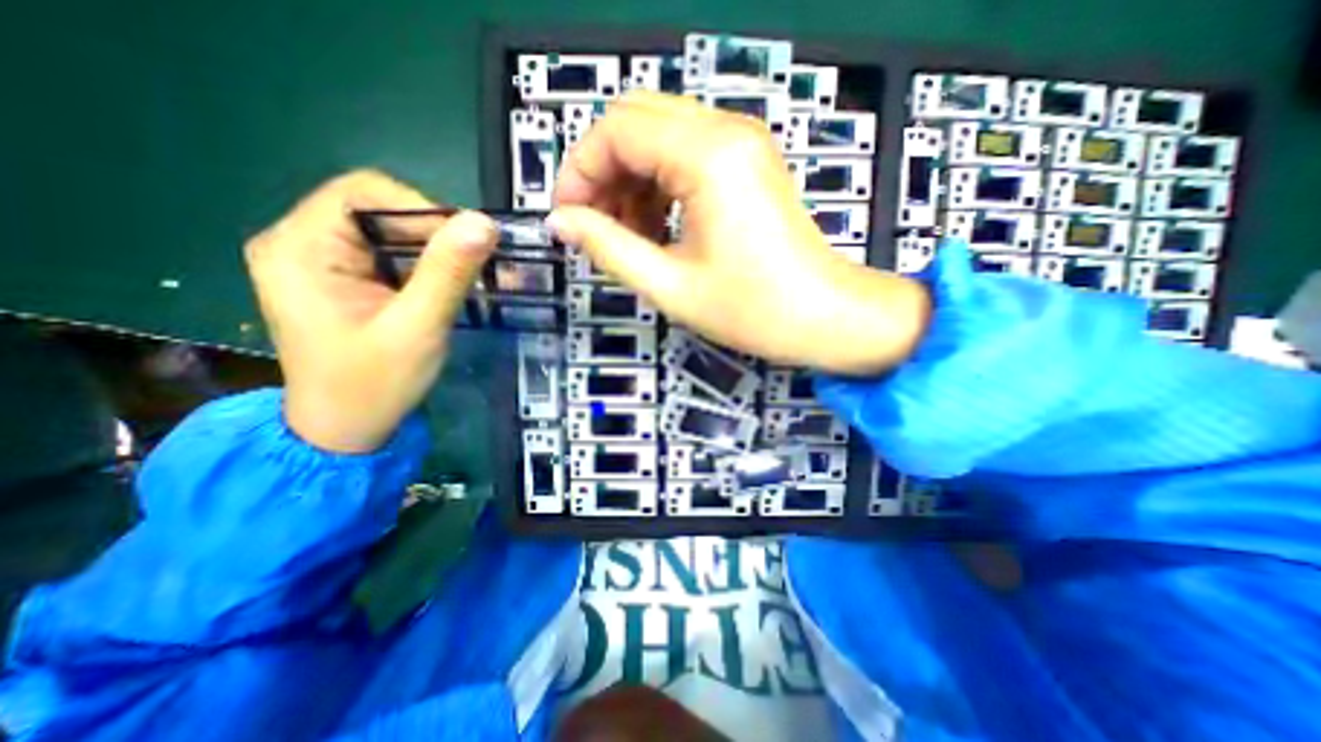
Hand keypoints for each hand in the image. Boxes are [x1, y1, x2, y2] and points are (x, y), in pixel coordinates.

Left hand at [242, 170, 496, 455]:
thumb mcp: (418, 328)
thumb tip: (484, 223)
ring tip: (463, 277)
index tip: (464, 244)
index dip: (420, 209)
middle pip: (376, 210)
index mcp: (300, 248)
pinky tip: (443, 286)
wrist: (346, 429)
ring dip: (432, 249)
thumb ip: (448, 273)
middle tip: (471, 265)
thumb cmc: (374, 384)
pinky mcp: (341, 279)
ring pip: (386, 232)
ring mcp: (319, 262)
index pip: (363, 192)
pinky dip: (423, 264)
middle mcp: (300, 243)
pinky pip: (387, 254)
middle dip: (431, 233)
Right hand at [548, 94, 926, 375]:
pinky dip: (658, 185)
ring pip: (658, 136)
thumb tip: (561, 223)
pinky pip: (685, 154)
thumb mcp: (670, 285)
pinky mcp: (748, 163)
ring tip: (627, 236)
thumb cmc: (753, 310)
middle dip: (602, 172)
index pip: (616, 130)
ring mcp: (742, 144)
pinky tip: (657, 227)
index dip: (579, 172)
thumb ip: (608, 248)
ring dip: (629, 180)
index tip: (567, 219)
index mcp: (708, 156)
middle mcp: (726, 132)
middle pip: (635, 121)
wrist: (825, 317)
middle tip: (594, 227)